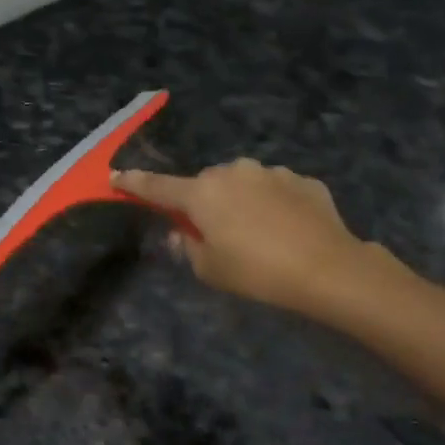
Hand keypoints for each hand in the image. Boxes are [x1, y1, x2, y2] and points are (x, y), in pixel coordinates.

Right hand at [115, 160, 409, 314]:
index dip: (134, 184)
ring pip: (243, 184)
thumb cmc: (257, 272)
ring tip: (259, 235)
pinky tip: (287, 230)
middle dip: (204, 203)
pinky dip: (273, 205)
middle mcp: (233, 172)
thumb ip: (187, 248)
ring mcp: (270, 172)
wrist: (328, 268)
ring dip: (241, 201)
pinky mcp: (302, 180)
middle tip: (215, 234)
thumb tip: (181, 233)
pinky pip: (275, 190)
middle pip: (205, 185)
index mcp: (202, 193)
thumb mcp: (210, 270)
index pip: (157, 186)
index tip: (116, 177)